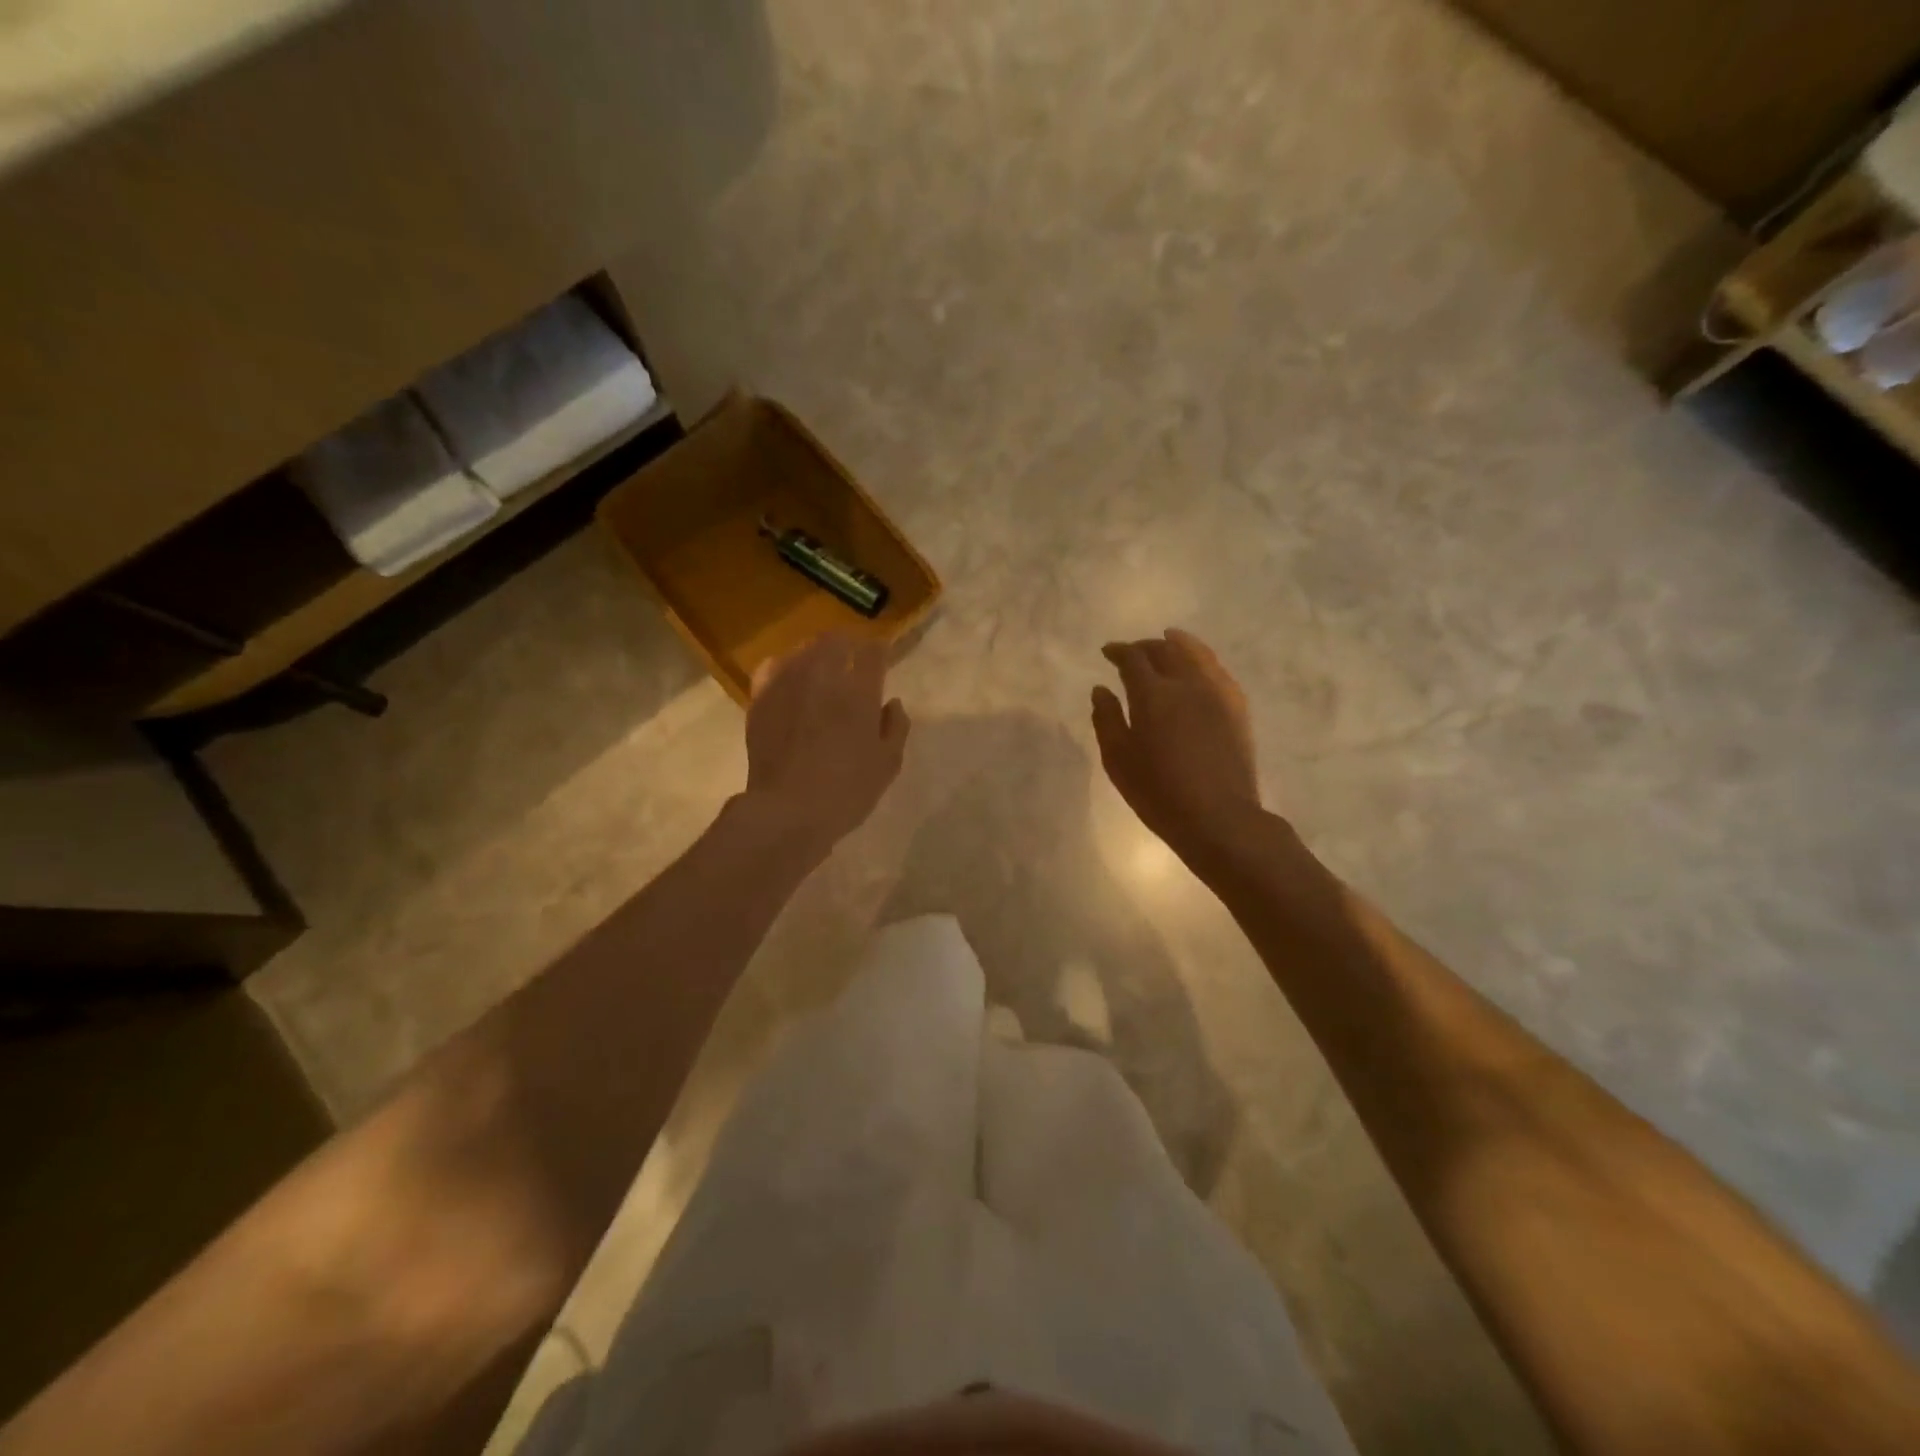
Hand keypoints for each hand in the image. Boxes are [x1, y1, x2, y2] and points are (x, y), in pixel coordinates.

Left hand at [744, 633, 909, 851]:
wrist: (788, 810)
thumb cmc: (847, 790)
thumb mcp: (888, 764)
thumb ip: (896, 727)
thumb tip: (892, 703)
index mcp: (859, 692)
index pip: (872, 651)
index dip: (879, 651)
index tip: (881, 659)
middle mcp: (823, 677)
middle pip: (835, 640)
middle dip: (848, 645)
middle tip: (852, 660)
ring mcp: (787, 684)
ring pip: (803, 649)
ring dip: (817, 654)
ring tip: (821, 669)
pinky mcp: (761, 698)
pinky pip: (772, 667)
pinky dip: (784, 666)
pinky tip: (789, 680)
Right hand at [1092, 629, 1262, 862]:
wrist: (1219, 817)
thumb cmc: (1159, 793)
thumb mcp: (1118, 760)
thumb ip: (1106, 719)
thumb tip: (1101, 689)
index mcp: (1153, 694)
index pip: (1133, 658)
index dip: (1119, 651)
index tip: (1108, 652)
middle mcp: (1187, 683)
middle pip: (1165, 650)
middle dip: (1146, 646)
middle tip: (1132, 652)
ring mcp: (1217, 693)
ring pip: (1196, 653)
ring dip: (1178, 644)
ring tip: (1168, 641)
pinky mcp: (1237, 707)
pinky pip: (1217, 670)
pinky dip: (1202, 659)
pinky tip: (1198, 666)